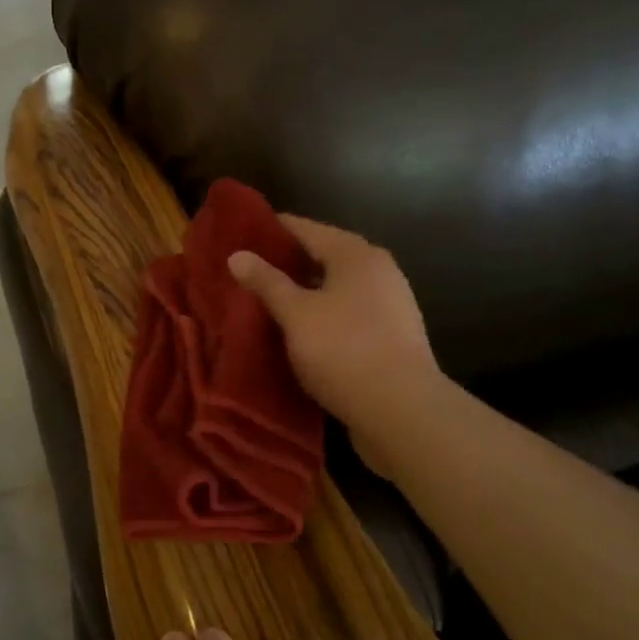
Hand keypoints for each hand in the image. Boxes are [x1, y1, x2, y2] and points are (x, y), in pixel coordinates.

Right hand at [227, 215, 441, 480]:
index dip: (271, 230)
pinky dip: (322, 316)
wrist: (401, 411)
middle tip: (247, 272)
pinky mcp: (391, 336)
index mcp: (356, 254)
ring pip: (336, 288)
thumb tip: (237, 255)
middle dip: (287, 263)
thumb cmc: (343, 350)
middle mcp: (378, 270)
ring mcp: (389, 304)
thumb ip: (267, 282)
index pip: (305, 228)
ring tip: (267, 303)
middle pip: (323, 256)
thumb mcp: (295, 314)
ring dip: (304, 293)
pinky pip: (347, 314)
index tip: (239, 235)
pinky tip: (299, 332)